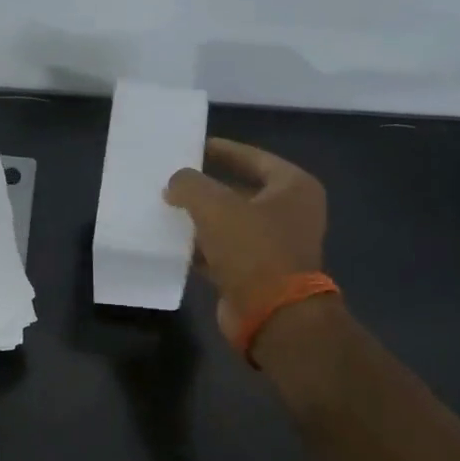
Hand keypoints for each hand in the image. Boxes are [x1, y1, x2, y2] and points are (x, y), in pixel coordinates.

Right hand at [164, 138, 327, 336]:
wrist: (273, 315)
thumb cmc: (253, 249)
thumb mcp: (215, 206)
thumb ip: (190, 185)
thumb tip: (174, 184)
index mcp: (293, 188)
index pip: (254, 158)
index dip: (223, 150)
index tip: (194, 146)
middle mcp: (289, 214)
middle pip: (241, 190)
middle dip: (206, 187)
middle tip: (174, 178)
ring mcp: (274, 246)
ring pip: (229, 223)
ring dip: (200, 218)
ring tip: (166, 207)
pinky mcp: (256, 273)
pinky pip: (222, 251)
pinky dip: (200, 247)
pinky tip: (172, 242)